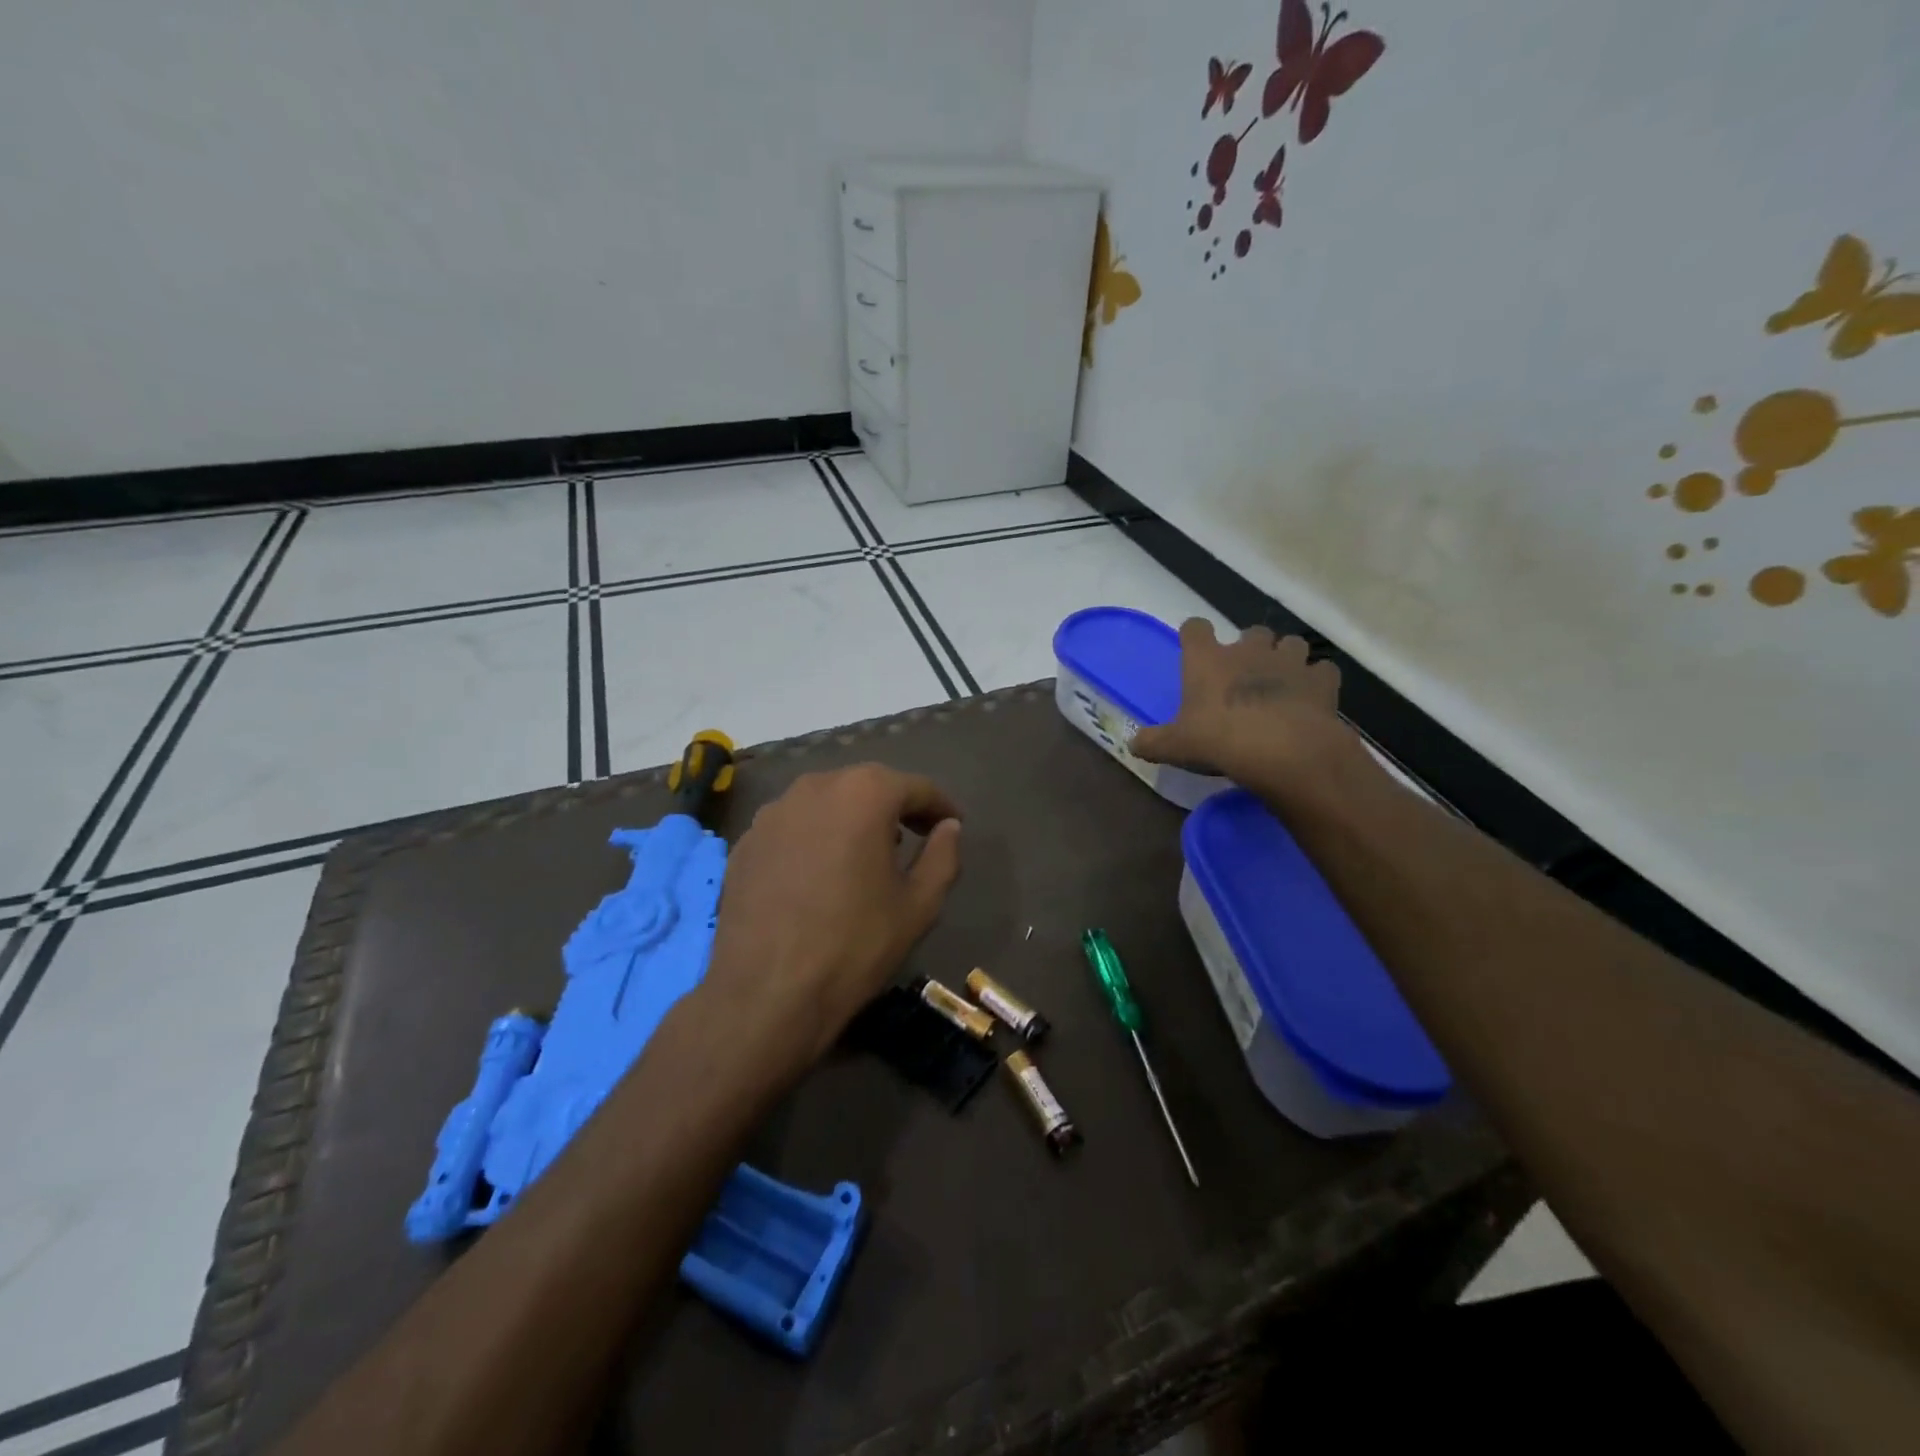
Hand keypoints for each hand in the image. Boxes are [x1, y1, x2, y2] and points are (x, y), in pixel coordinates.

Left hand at [702, 765, 962, 1074]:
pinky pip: (792, 826)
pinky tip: (819, 872)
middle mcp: (815, 787)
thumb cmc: (854, 945)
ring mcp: (772, 812)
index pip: (914, 787)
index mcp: (863, 793)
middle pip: (866, 786)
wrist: (765, 994)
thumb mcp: (919, 905)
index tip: (953, 823)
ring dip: (851, 818)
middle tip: (914, 834)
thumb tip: (949, 827)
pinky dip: (814, 837)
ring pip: (825, 802)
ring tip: (865, 852)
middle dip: (894, 805)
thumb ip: (943, 856)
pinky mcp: (745, 841)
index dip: (939, 805)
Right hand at [1130, 619, 1374, 803]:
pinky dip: (1317, 680)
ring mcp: (1288, 661)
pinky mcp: (1321, 680)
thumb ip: (1151, 742)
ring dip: (1286, 657)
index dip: (1194, 636)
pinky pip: (1322, 670)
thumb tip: (1132, 743)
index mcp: (1207, 660)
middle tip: (1243, 675)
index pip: (1195, 628)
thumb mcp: (1175, 747)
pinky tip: (1311, 698)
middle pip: (1251, 632)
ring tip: (1281, 682)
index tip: (1194, 650)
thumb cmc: (1219, 740)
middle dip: (1249, 647)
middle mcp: (1248, 650)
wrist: (1282, 749)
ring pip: (1291, 643)